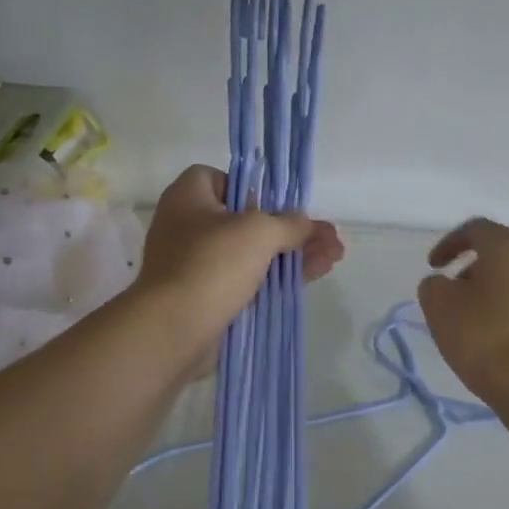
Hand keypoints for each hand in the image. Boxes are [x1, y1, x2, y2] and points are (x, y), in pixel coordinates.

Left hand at [136, 166, 343, 344]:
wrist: (175, 330)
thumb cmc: (212, 264)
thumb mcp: (259, 232)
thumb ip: (288, 223)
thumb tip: (304, 222)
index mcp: (188, 198)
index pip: (218, 178)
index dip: (250, 187)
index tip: (275, 204)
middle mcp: (188, 228)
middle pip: (246, 220)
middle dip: (290, 228)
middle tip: (326, 236)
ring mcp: (198, 266)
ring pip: (253, 253)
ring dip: (293, 253)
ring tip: (333, 256)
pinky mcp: (209, 298)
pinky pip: (249, 281)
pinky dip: (279, 277)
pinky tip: (316, 274)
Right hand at [418, 217, 508, 403]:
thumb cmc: (483, 336)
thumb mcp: (439, 305)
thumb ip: (434, 284)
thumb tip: (445, 285)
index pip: (475, 229)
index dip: (449, 244)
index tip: (433, 267)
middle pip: (498, 253)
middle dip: (470, 269)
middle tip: (449, 293)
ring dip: (488, 291)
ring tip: (468, 320)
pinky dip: (505, 311)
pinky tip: (491, 338)